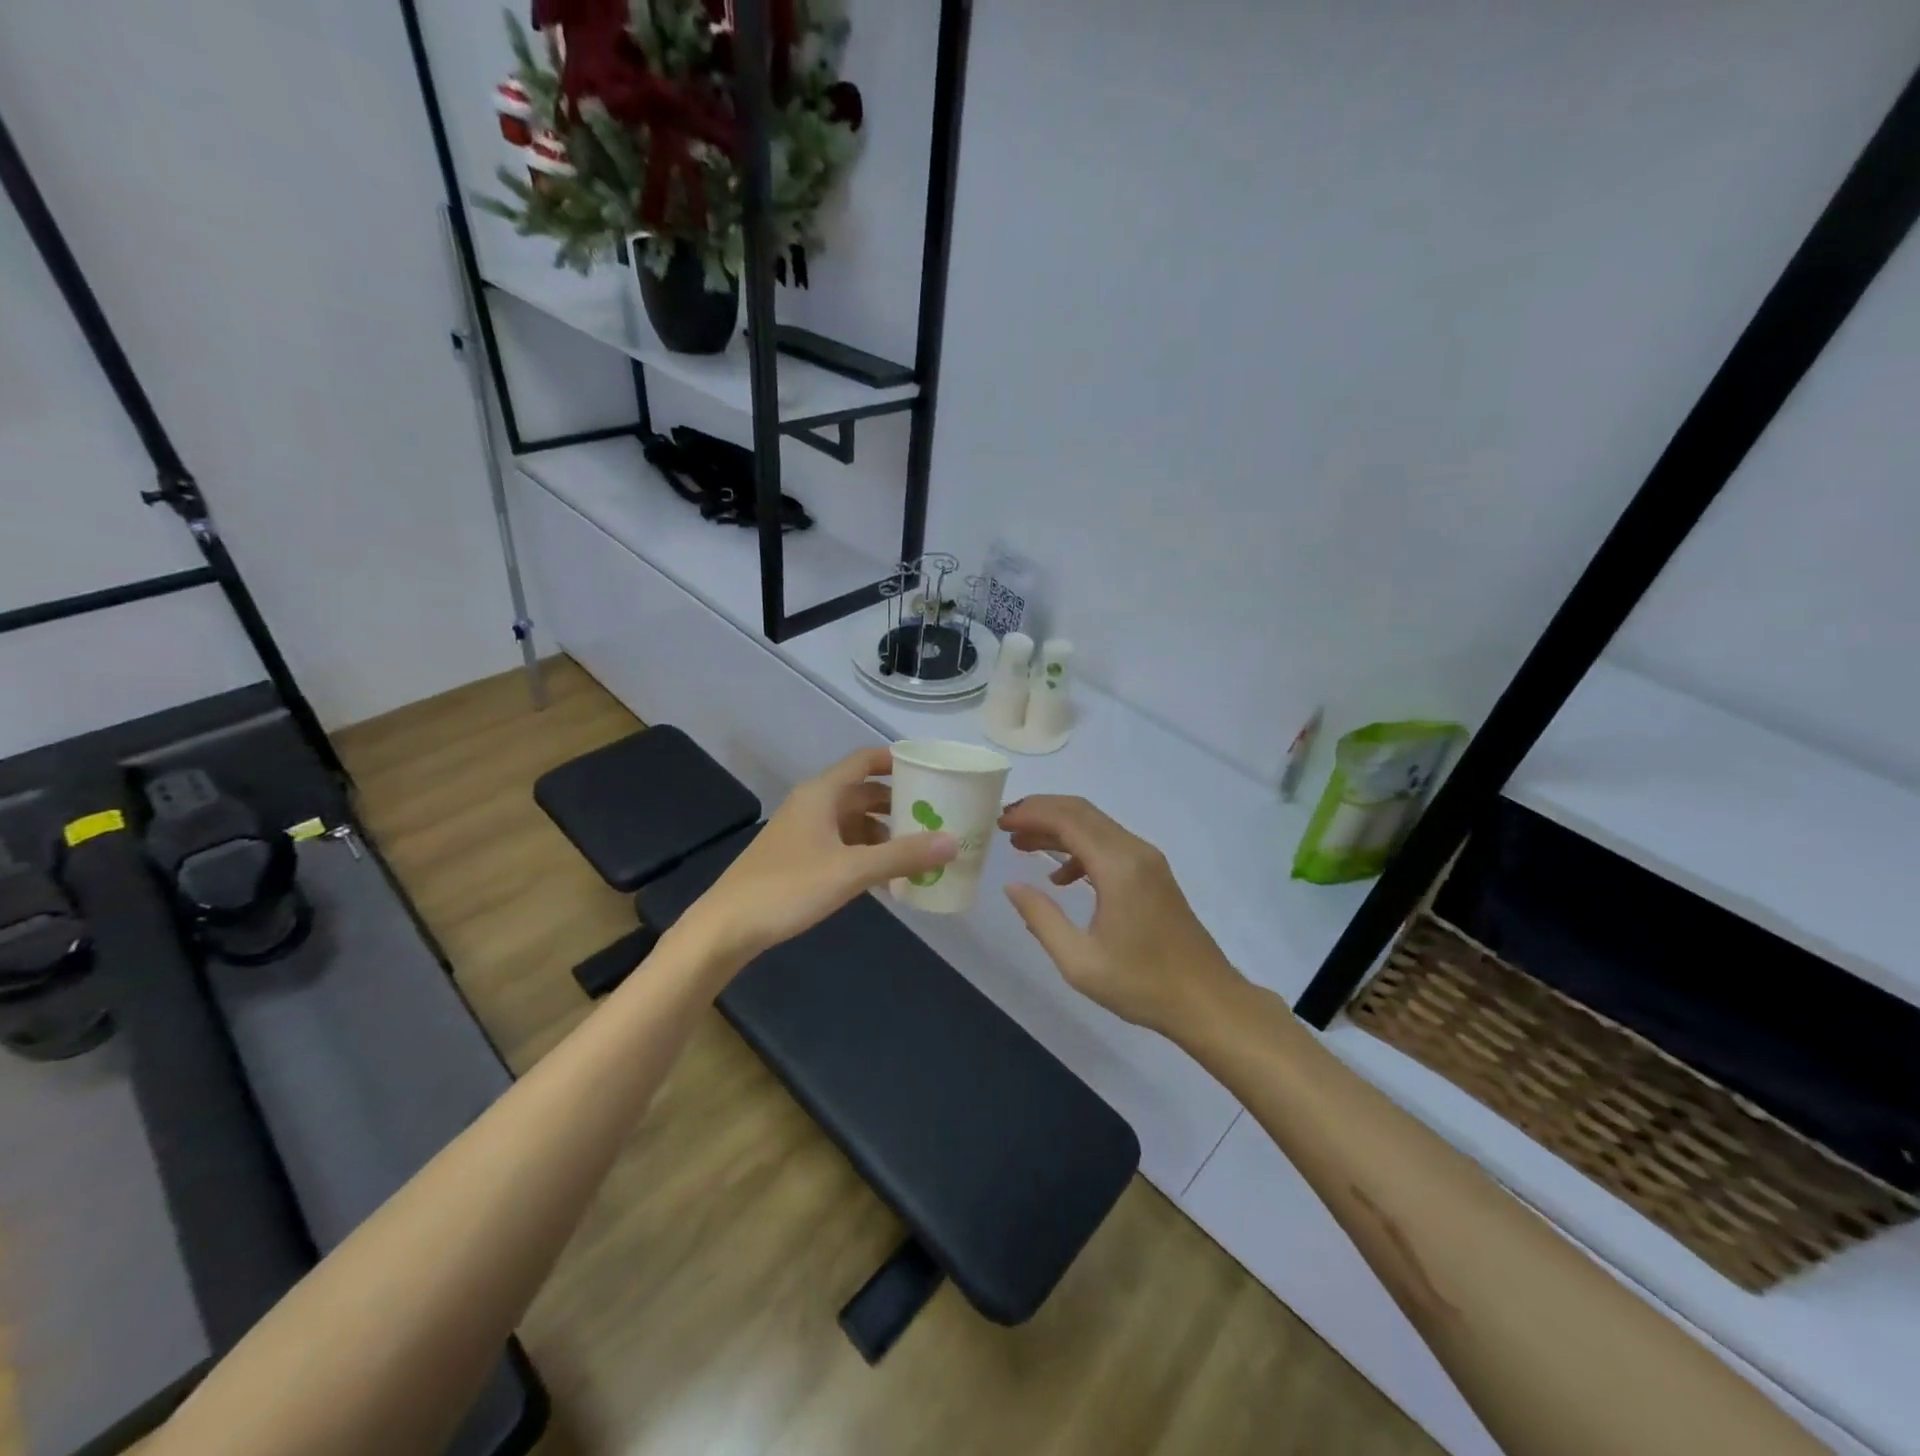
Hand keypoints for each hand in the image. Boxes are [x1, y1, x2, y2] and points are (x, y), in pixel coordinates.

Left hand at [677, 747, 956, 969]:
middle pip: (864, 792)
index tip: (933, 770)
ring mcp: (805, 831)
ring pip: (854, 821)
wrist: (727, 927)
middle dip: (899, 803)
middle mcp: (814, 804)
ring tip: (919, 850)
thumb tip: (953, 841)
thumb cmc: (788, 888)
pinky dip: (867, 853)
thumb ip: (903, 855)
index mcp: (822, 793)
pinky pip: (843, 844)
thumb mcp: (851, 871)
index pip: (866, 761)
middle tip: (937, 815)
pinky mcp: (799, 857)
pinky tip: (887, 877)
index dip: (898, 761)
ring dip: (885, 832)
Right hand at [998, 796, 1246, 1039]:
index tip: (1000, 820)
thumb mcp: (1080, 961)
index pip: (1068, 819)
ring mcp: (1148, 861)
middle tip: (1005, 824)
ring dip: (1058, 829)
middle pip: (1081, 812)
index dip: (1031, 813)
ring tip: (1022, 844)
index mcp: (1118, 866)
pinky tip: (1061, 878)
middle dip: (1040, 812)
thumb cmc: (1142, 984)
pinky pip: (1110, 845)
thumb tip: (1012, 887)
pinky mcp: (1154, 874)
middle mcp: (1135, 852)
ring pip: (1096, 826)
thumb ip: (1041, 918)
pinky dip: (1079, 849)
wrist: (1207, 1001)